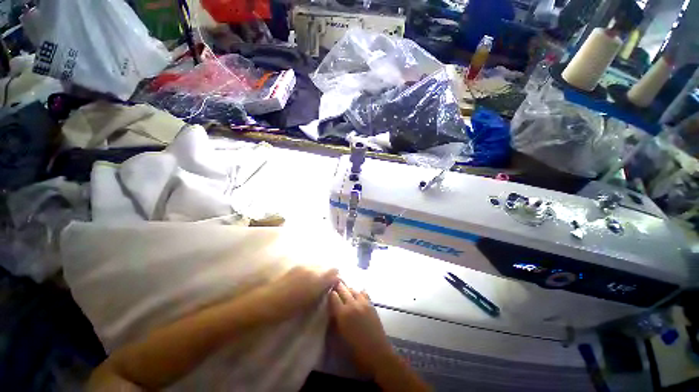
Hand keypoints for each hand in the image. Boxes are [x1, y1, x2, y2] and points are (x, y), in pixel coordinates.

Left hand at [255, 265, 339, 321]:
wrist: (268, 301)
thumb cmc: (289, 307)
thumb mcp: (310, 301)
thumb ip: (322, 289)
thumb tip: (332, 282)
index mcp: (317, 279)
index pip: (334, 271)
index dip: (337, 277)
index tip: (336, 284)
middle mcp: (313, 269)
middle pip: (328, 266)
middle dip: (330, 273)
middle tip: (327, 284)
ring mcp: (304, 266)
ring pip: (319, 265)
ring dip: (321, 271)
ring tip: (317, 282)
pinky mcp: (297, 267)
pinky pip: (311, 266)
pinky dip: (313, 271)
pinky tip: (308, 279)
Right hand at [329, 282, 394, 374]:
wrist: (377, 353)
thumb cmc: (355, 350)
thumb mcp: (340, 336)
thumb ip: (335, 320)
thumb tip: (332, 310)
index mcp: (342, 313)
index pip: (333, 296)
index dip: (330, 294)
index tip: (327, 294)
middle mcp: (352, 304)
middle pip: (343, 289)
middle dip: (337, 288)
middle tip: (335, 289)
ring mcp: (363, 303)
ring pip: (353, 289)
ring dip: (348, 290)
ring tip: (345, 293)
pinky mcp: (371, 304)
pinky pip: (363, 293)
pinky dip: (358, 293)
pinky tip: (357, 296)